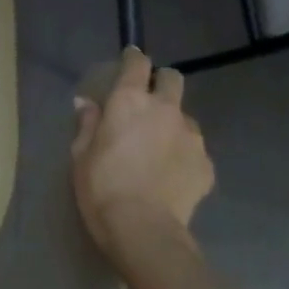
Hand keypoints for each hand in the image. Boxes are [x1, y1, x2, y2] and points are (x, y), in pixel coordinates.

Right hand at [71, 47, 214, 269]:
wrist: (143, 229)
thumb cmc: (101, 186)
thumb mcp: (80, 154)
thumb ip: (87, 123)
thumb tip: (86, 103)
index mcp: (129, 101)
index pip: (137, 64)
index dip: (133, 59)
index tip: (129, 60)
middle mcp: (164, 110)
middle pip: (172, 79)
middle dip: (162, 83)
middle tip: (147, 103)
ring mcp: (191, 136)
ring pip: (184, 117)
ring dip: (172, 124)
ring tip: (158, 149)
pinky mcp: (207, 164)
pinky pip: (194, 149)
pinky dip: (183, 155)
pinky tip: (170, 175)